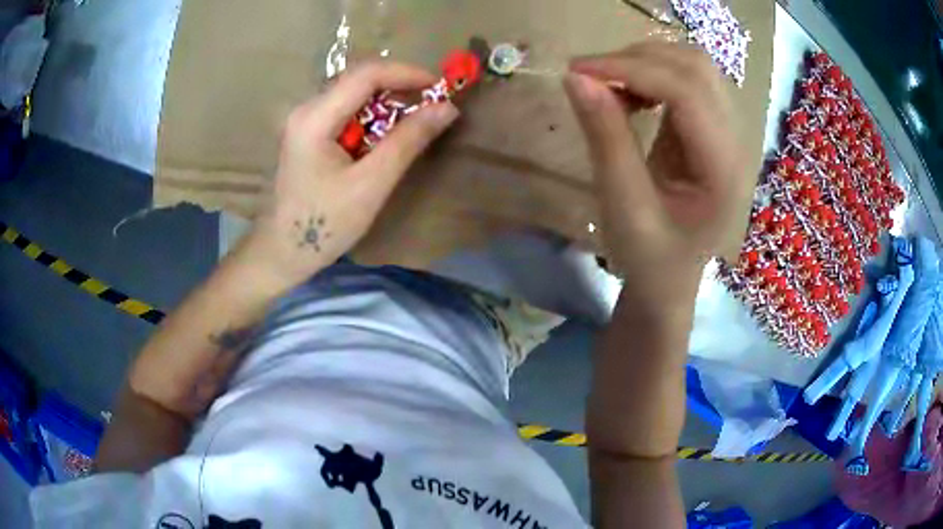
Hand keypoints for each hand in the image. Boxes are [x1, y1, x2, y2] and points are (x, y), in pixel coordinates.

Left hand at [242, 61, 458, 284]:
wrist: (282, 252)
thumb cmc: (324, 224)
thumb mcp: (371, 184)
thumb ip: (407, 141)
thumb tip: (446, 108)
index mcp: (315, 118)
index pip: (366, 75)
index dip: (407, 74)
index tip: (440, 88)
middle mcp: (306, 109)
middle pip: (359, 80)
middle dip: (399, 87)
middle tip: (432, 106)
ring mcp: (304, 119)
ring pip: (354, 94)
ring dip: (388, 102)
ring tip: (415, 122)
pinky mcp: (308, 132)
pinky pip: (346, 110)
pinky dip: (372, 117)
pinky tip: (386, 136)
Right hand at [564, 42, 753, 312]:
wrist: (669, 279)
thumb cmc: (649, 258)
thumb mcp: (623, 206)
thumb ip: (605, 139)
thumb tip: (575, 78)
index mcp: (724, 170)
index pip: (688, 92)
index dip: (632, 69)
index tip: (578, 70)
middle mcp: (736, 142)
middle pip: (696, 68)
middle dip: (638, 59)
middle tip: (589, 77)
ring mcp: (727, 132)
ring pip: (692, 66)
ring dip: (645, 63)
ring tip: (607, 86)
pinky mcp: (711, 128)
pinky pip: (685, 81)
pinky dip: (650, 76)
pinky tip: (628, 95)